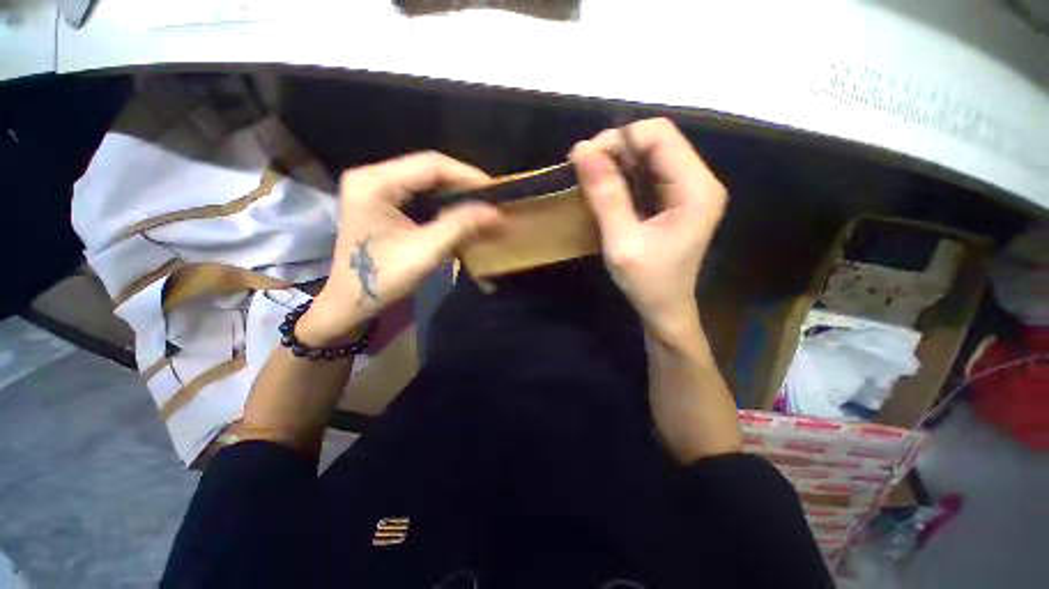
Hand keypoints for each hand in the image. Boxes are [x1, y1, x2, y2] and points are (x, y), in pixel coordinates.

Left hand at [298, 152, 502, 345]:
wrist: (351, 300)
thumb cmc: (383, 278)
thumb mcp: (425, 251)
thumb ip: (459, 226)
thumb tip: (494, 211)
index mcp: (375, 182)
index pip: (430, 164)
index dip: (467, 175)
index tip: (495, 190)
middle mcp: (372, 175)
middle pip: (427, 168)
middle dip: (463, 182)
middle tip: (490, 198)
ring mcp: (374, 186)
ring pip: (424, 179)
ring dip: (454, 190)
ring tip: (480, 203)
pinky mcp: (380, 199)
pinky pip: (418, 191)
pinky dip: (442, 200)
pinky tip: (459, 209)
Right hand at [569, 118, 726, 341]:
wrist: (665, 310)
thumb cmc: (648, 283)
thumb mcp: (622, 242)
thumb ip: (606, 196)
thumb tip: (582, 150)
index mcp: (696, 188)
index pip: (660, 136)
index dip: (619, 139)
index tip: (585, 159)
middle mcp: (699, 181)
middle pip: (657, 142)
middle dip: (616, 150)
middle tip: (583, 170)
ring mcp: (689, 190)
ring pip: (650, 156)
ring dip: (617, 162)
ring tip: (589, 179)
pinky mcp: (676, 201)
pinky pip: (648, 175)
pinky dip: (623, 177)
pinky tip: (605, 190)